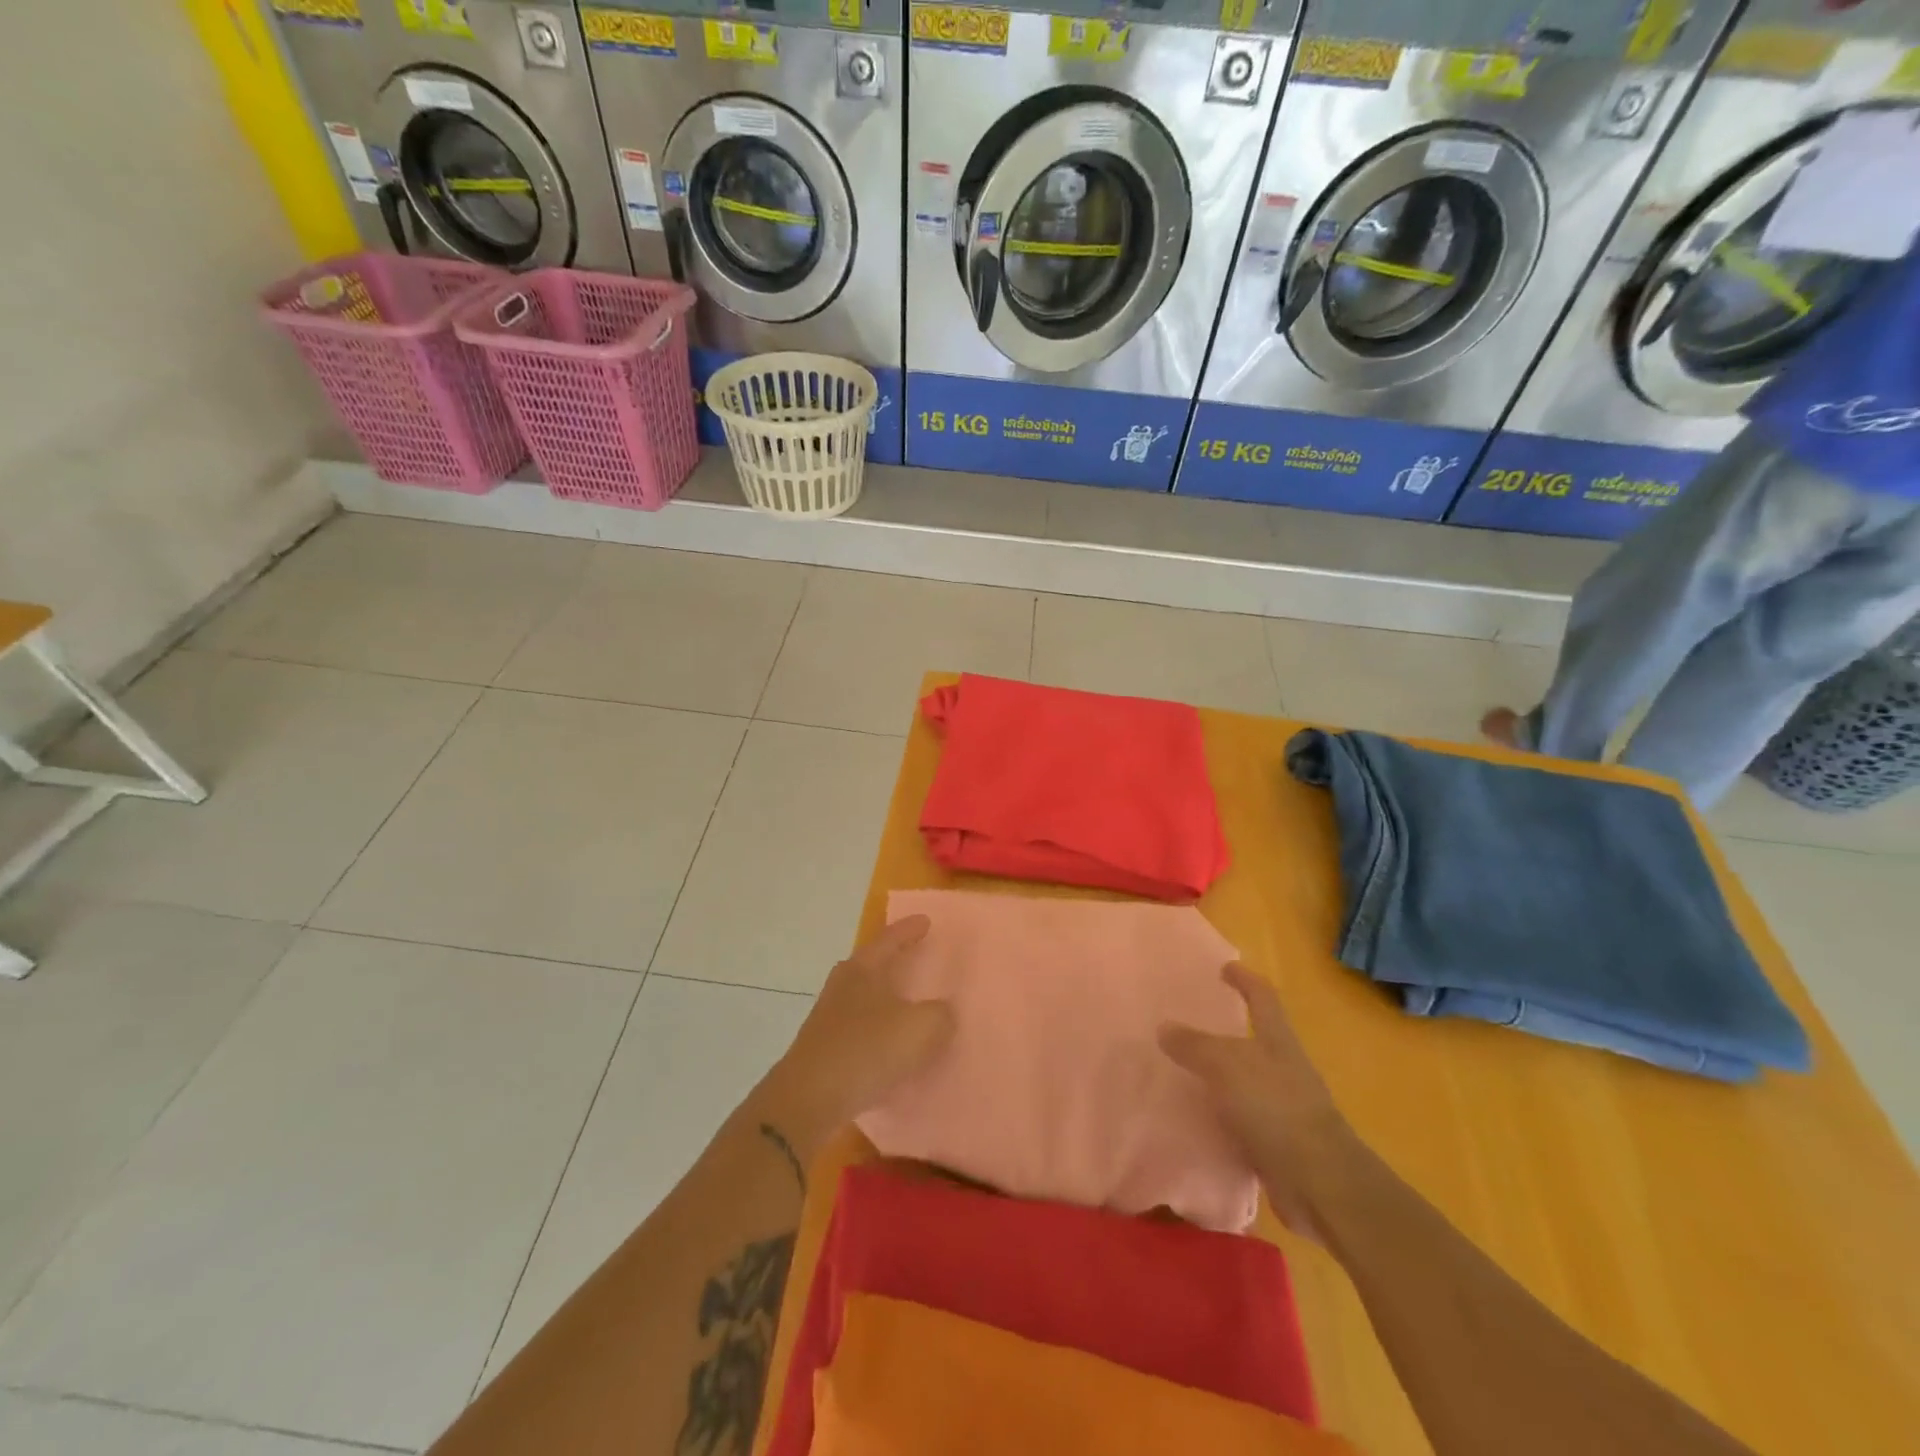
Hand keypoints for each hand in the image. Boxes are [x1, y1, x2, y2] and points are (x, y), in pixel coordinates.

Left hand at [754, 915, 953, 1160]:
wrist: (808, 1100)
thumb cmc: (866, 1050)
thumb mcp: (920, 1029)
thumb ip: (940, 1015)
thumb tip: (942, 1013)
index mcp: (864, 968)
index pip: (890, 939)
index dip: (909, 929)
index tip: (926, 921)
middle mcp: (843, 984)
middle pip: (872, 963)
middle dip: (894, 960)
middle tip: (918, 956)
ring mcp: (830, 1016)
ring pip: (865, 996)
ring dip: (887, 997)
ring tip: (910, 1003)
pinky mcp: (825, 1047)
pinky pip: (861, 1028)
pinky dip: (879, 1029)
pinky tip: (893, 1045)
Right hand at [1160, 963, 1360, 1241]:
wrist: (1320, 1184)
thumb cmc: (1276, 1109)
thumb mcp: (1227, 1066)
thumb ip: (1194, 1045)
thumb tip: (1164, 1027)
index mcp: (1278, 1041)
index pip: (1262, 997)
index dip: (1245, 979)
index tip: (1224, 968)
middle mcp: (1284, 1069)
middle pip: (1256, 1039)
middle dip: (1226, 1030)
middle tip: (1189, 1023)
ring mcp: (1284, 1108)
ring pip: (1246, 1081)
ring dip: (1220, 1076)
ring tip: (1182, 1072)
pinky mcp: (1278, 1144)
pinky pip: (1242, 1120)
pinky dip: (1221, 1116)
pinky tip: (1195, 1119)